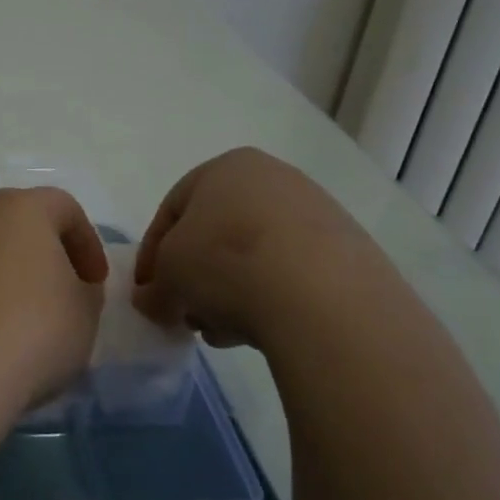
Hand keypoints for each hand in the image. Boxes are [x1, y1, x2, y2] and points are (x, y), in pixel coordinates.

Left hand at [0, 187, 108, 413]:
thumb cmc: (32, 329)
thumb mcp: (85, 312)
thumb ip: (85, 289)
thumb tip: (70, 284)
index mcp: (21, 207)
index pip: (64, 207)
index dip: (87, 243)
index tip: (96, 283)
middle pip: (20, 223)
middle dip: (45, 253)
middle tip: (63, 294)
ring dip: (9, 274)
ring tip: (25, 319)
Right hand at [133, 148, 396, 351]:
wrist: (324, 298)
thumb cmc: (226, 263)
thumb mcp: (168, 278)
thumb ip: (153, 289)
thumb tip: (153, 302)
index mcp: (227, 167)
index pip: (173, 210)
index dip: (152, 254)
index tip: (148, 293)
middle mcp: (274, 178)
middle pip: (217, 233)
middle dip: (196, 276)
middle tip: (186, 313)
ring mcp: (318, 214)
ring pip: (255, 256)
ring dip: (231, 292)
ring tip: (223, 332)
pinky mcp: (351, 254)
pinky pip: (294, 276)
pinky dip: (272, 299)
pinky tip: (263, 331)